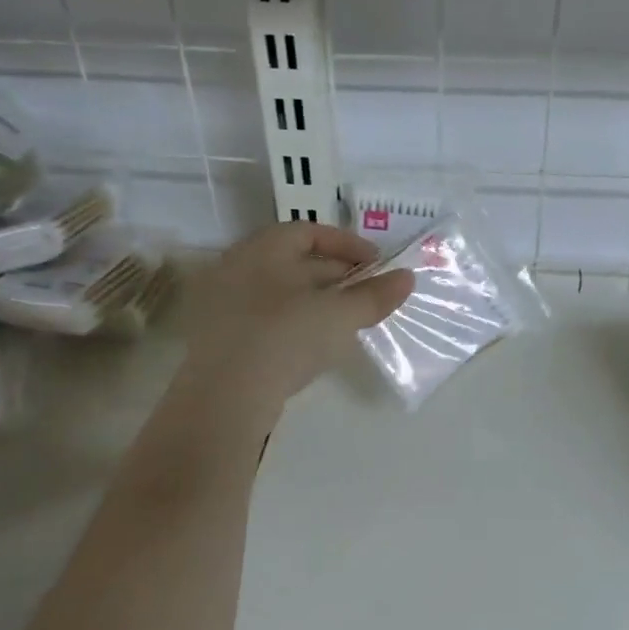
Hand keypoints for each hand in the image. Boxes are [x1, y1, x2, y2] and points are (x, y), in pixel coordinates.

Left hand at [177, 221, 412, 412]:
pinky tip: (315, 346)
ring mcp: (224, 306)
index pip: (308, 231)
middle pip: (294, 262)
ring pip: (281, 294)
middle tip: (368, 294)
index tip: (377, 265)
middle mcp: (237, 269)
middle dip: (336, 275)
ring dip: (317, 302)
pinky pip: (266, 321)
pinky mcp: (221, 340)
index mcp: (261, 250)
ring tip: (348, 321)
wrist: (224, 398)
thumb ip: (374, 296)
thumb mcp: (338, 316)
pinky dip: (296, 324)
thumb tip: (407, 278)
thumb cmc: (284, 338)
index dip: (347, 244)